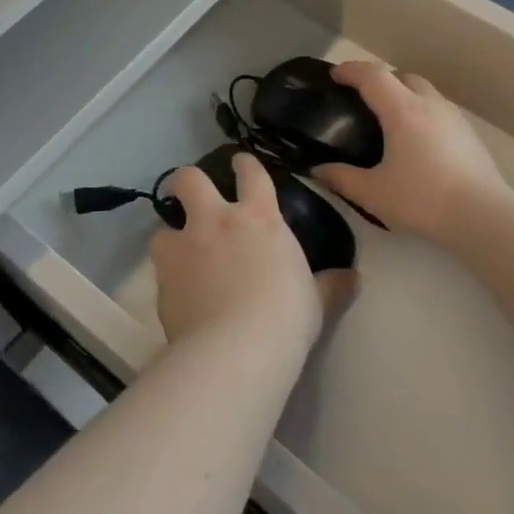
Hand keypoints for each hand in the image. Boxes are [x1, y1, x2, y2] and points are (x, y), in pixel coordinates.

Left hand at [150, 154, 354, 353]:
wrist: (236, 350)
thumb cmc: (286, 317)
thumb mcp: (316, 300)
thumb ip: (330, 285)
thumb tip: (352, 278)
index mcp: (258, 218)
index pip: (251, 174)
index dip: (244, 165)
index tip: (240, 163)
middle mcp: (215, 222)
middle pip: (190, 180)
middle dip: (185, 181)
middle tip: (187, 192)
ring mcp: (184, 249)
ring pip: (161, 228)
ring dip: (169, 238)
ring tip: (178, 254)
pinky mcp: (162, 282)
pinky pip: (160, 272)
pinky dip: (168, 280)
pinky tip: (179, 297)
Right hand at [313, 63, 506, 245]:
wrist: (483, 216)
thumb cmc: (423, 199)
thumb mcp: (373, 194)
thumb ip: (342, 178)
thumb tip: (317, 170)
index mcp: (402, 110)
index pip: (372, 76)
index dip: (350, 70)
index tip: (334, 76)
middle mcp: (429, 104)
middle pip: (401, 76)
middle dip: (378, 80)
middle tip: (361, 99)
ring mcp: (453, 117)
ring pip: (423, 91)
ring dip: (403, 94)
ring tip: (388, 119)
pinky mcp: (469, 134)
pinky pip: (438, 109)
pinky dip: (421, 111)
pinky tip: (417, 140)